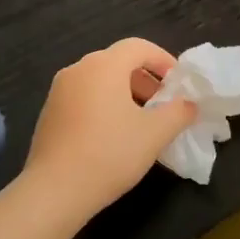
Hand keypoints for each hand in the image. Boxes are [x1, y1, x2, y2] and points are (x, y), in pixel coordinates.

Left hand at [23, 39, 197, 223]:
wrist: (54, 191)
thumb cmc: (109, 154)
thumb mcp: (154, 134)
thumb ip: (179, 113)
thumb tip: (189, 104)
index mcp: (104, 65)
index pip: (139, 47)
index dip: (163, 60)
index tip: (178, 83)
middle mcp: (79, 69)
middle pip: (118, 61)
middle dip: (145, 79)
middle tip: (163, 105)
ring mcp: (59, 90)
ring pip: (100, 80)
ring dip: (125, 93)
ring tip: (141, 122)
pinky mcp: (49, 112)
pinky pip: (84, 96)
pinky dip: (103, 104)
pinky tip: (112, 135)